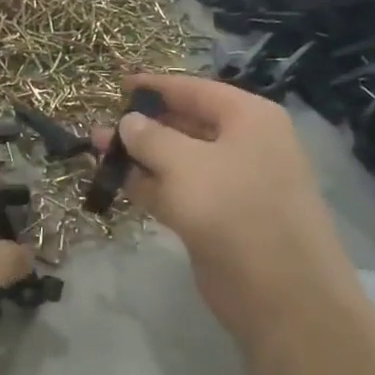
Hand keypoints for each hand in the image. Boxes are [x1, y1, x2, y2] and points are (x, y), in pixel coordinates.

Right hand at [95, 75, 357, 354]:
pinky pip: (177, 191)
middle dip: (142, 125)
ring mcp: (231, 184)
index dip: (156, 86)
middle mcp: (243, 145)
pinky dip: (149, 186)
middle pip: (185, 124)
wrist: (279, 291)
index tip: (117, 84)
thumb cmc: (234, 209)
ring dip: (139, 157)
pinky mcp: (217, 218)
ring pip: (177, 161)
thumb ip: (151, 137)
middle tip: (99, 127)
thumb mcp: (185, 164)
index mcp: (248, 119)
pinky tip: (116, 182)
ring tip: (96, 151)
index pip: (195, 90)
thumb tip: (128, 122)